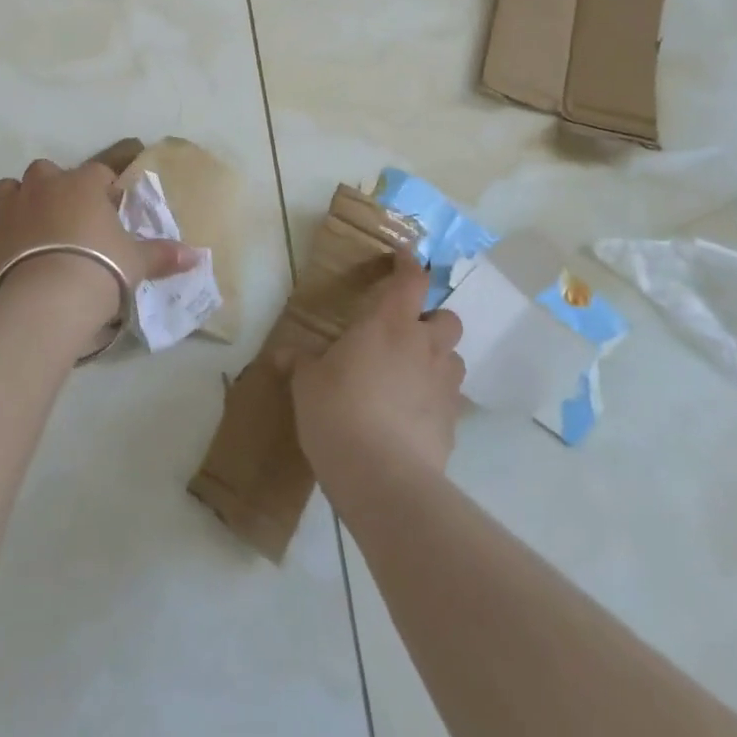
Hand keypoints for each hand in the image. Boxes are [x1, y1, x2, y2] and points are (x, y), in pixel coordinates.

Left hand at [0, 158, 195, 327]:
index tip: (112, 208)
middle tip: (70, 217)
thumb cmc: (101, 268)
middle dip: (56, 187)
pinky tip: (10, 254)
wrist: (48, 299)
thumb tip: (197, 255)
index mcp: (82, 183)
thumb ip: (162, 255)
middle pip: (46, 171)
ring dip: (21, 201)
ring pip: (9, 189)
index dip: (106, 188)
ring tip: (35, 227)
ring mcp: (11, 209)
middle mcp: (44, 186)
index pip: (99, 171)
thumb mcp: (137, 262)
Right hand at [290, 255, 464, 495]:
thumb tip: (281, 355)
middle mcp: (424, 346)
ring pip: (454, 357)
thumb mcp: (307, 384)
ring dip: (437, 359)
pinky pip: (450, 398)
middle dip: (432, 320)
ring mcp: (444, 385)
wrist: (383, 478)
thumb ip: (300, 363)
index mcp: (389, 324)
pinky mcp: (453, 423)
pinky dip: (435, 398)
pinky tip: (412, 416)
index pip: (411, 280)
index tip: (402, 258)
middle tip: (405, 333)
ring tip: (410, 375)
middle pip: (447, 317)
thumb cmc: (338, 412)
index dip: (408, 264)